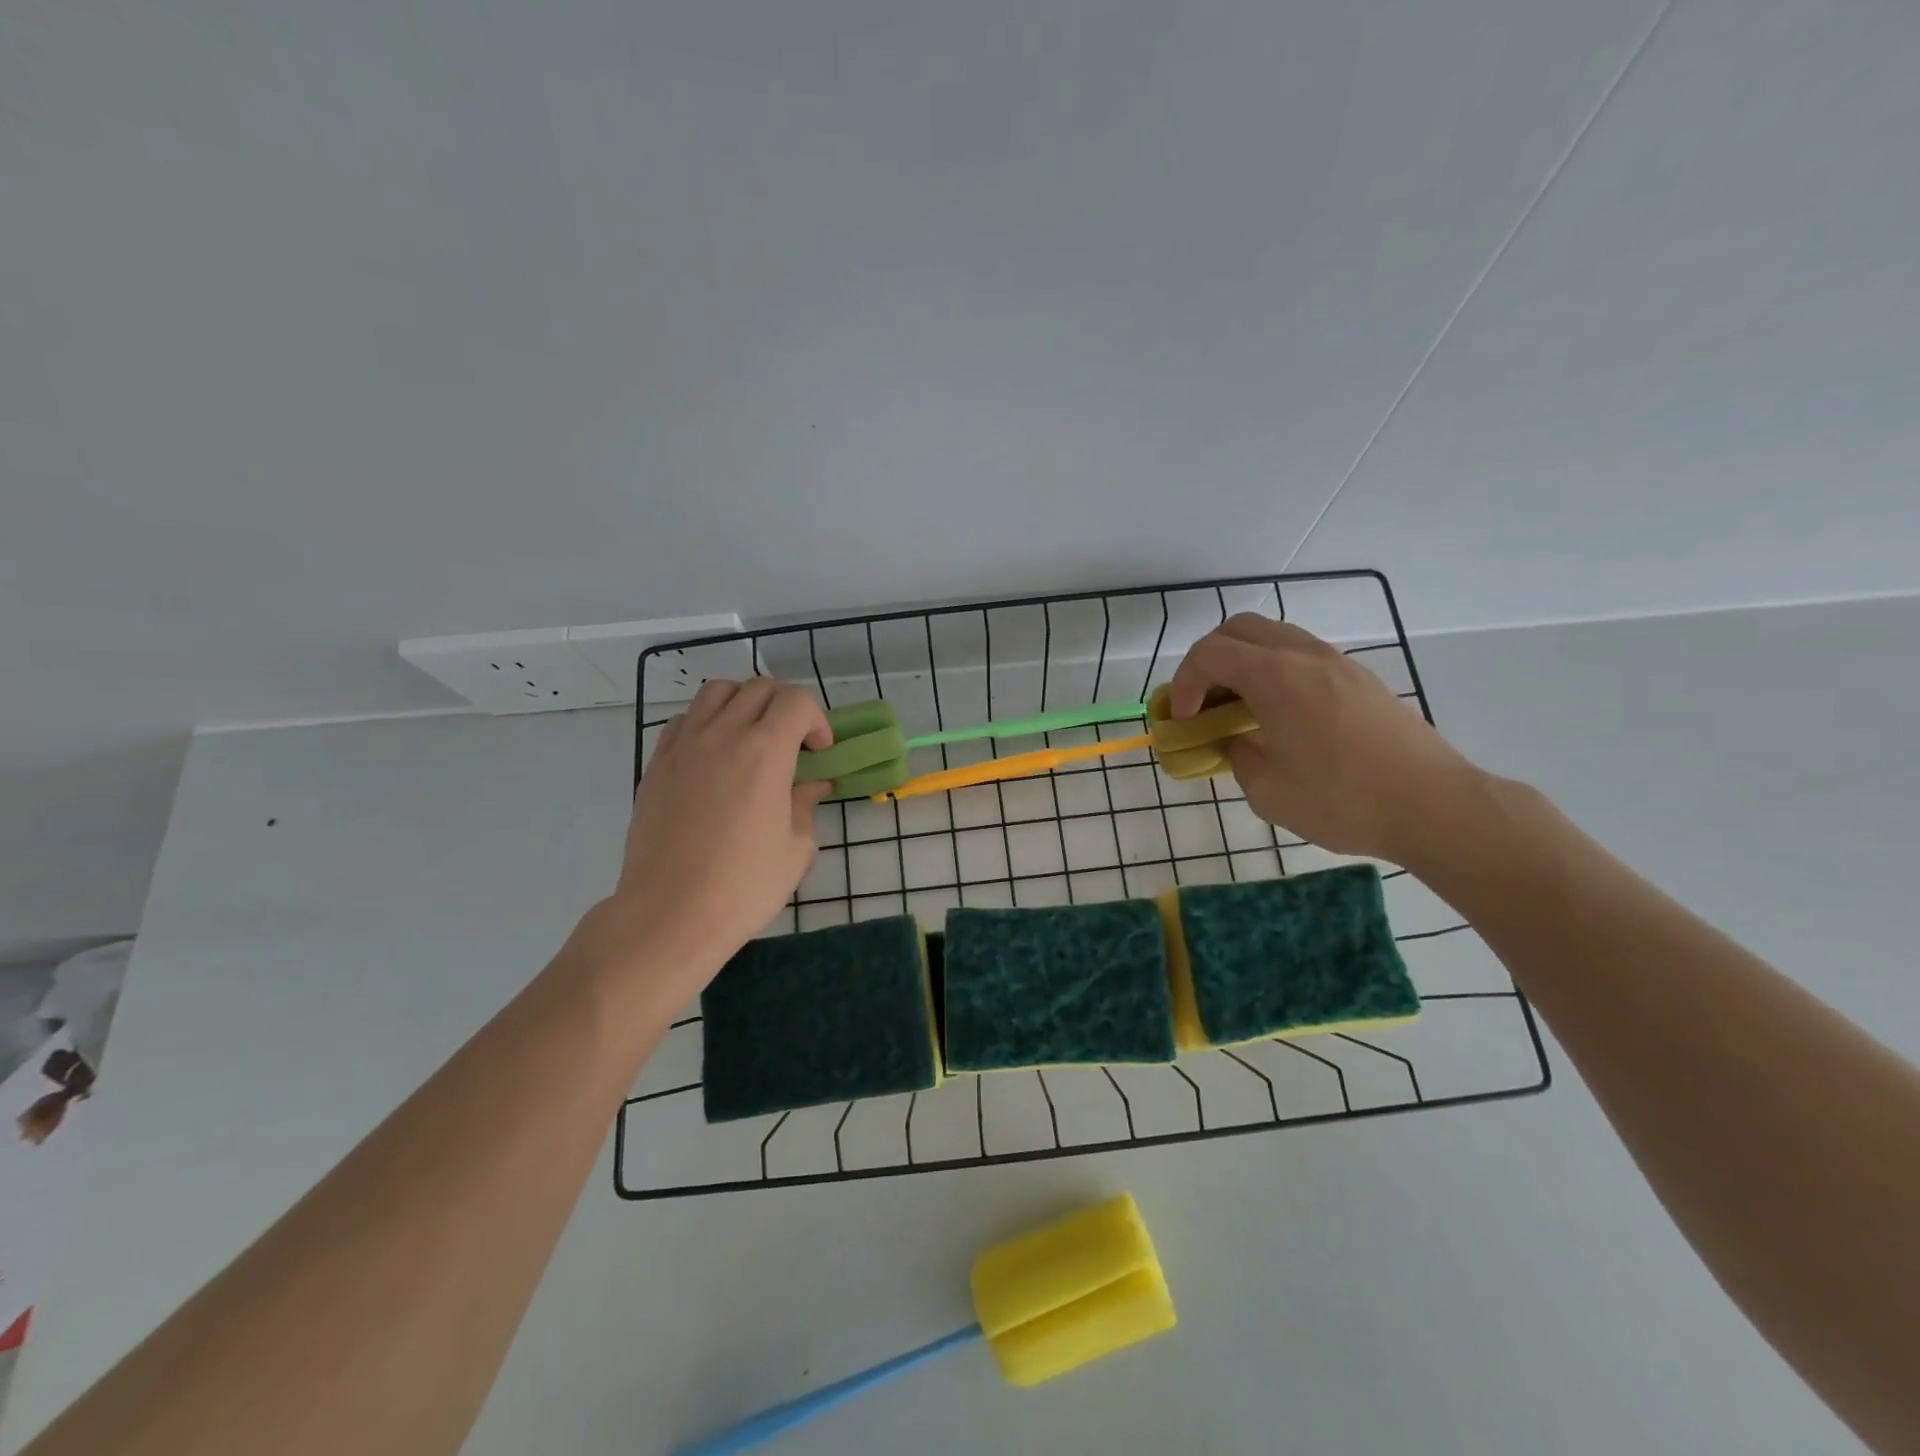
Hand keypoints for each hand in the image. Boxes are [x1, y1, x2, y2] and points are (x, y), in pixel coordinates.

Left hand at [596, 679, 831, 990]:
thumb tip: (811, 786)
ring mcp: (684, 746)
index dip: (816, 720)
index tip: (819, 754)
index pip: (795, 700)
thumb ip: (805, 806)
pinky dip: (707, 722)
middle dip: (785, 707)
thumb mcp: (795, 849)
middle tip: (793, 744)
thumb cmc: (743, 886)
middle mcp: (723, 735)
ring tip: (751, 738)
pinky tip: (714, 756)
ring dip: (743, 703)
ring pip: (716, 691)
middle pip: (758, 688)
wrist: (670, 914)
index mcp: (765, 752)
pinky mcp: (657, 764)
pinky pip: (685, 720)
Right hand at [1168, 615, 1479, 862]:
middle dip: (1208, 660)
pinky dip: (1275, 671)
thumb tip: (1239, 743)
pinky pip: (1302, 656)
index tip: (1182, 720)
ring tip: (1239, 707)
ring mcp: (1338, 663)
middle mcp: (1305, 656)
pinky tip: (1280, 714)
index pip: (1210, 653)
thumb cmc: (1342, 800)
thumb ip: (1239, 758)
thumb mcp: (1267, 792)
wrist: (1434, 806)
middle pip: (1239, 629)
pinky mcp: (1360, 679)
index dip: (1184, 682)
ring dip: (1243, 662)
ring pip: (1274, 637)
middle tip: (1203, 702)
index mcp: (1276, 676)